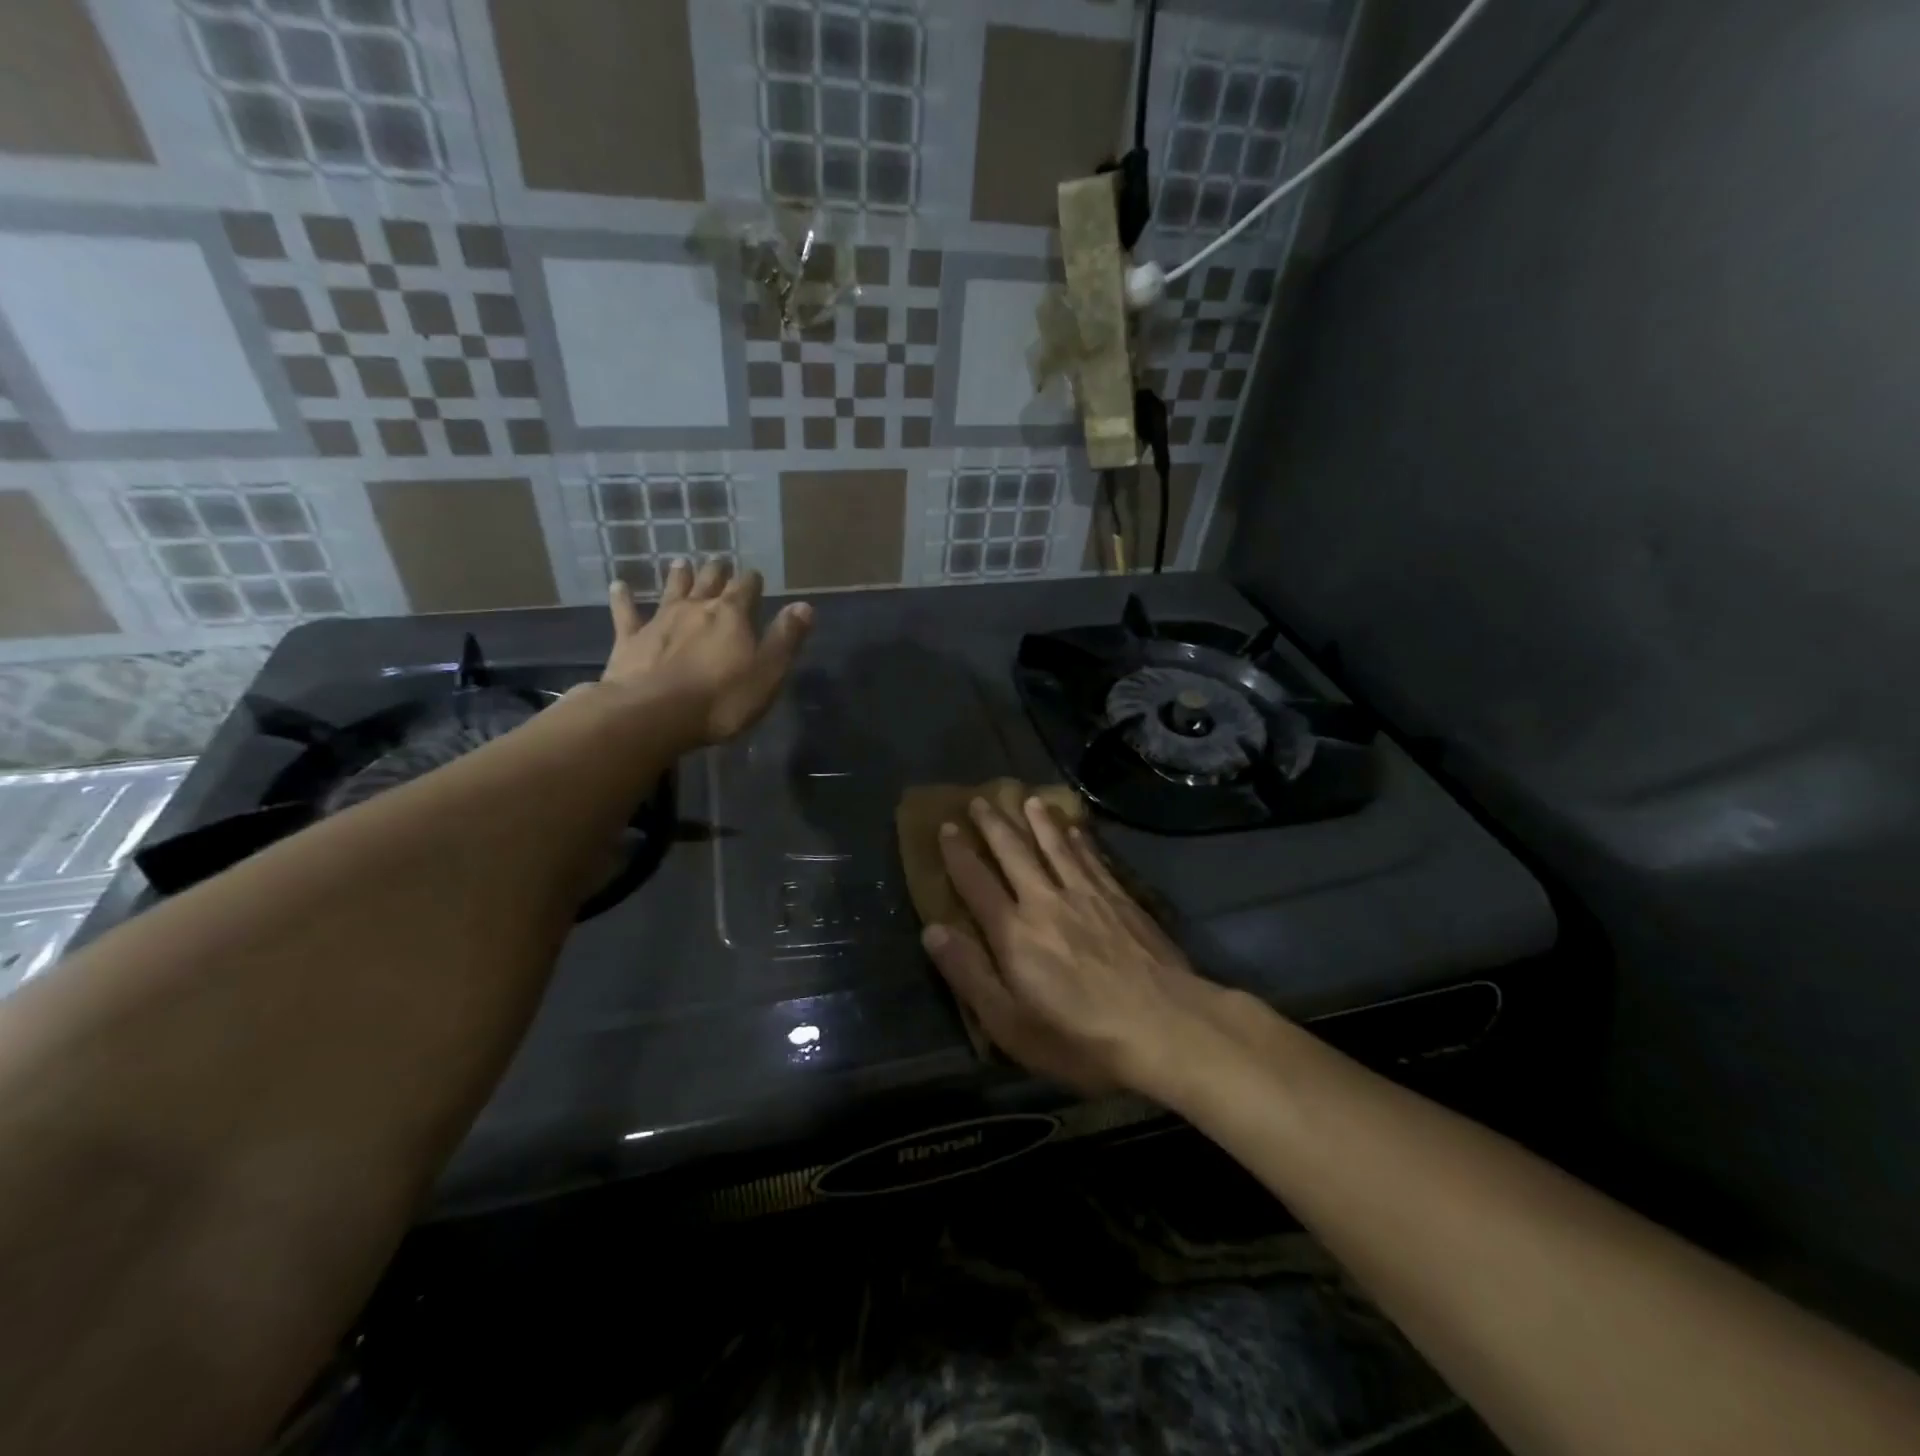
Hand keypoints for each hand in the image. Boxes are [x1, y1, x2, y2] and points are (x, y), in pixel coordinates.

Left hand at [604, 560, 810, 747]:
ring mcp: (660, 621)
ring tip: (681, 562)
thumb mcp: (768, 672)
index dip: (751, 581)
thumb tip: (804, 606)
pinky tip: (618, 586)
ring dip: (678, 576)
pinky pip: (627, 613)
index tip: (754, 576)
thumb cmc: (722, 699)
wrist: (655, 714)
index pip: (746, 588)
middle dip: (717, 572)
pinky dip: (623, 598)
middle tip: (719, 563)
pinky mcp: (630, 640)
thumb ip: (786, 638)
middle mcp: (696, 608)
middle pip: (709, 582)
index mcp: (732, 615)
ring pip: (672, 590)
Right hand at [921, 795, 1233, 1095]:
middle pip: (1014, 854)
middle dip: (994, 826)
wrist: (1163, 1025)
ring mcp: (1087, 895)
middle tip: (980, 800)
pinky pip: (1092, 858)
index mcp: (1014, 933)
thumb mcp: (1010, 1024)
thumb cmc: (1080, 1037)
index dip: (958, 855)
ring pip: (1056, 846)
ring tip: (1028, 800)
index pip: (976, 883)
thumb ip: (969, 975)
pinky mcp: (1120, 899)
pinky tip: (1076, 829)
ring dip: (1038, 821)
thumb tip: (932, 931)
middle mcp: (1045, 901)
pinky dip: (1079, 840)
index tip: (946, 827)